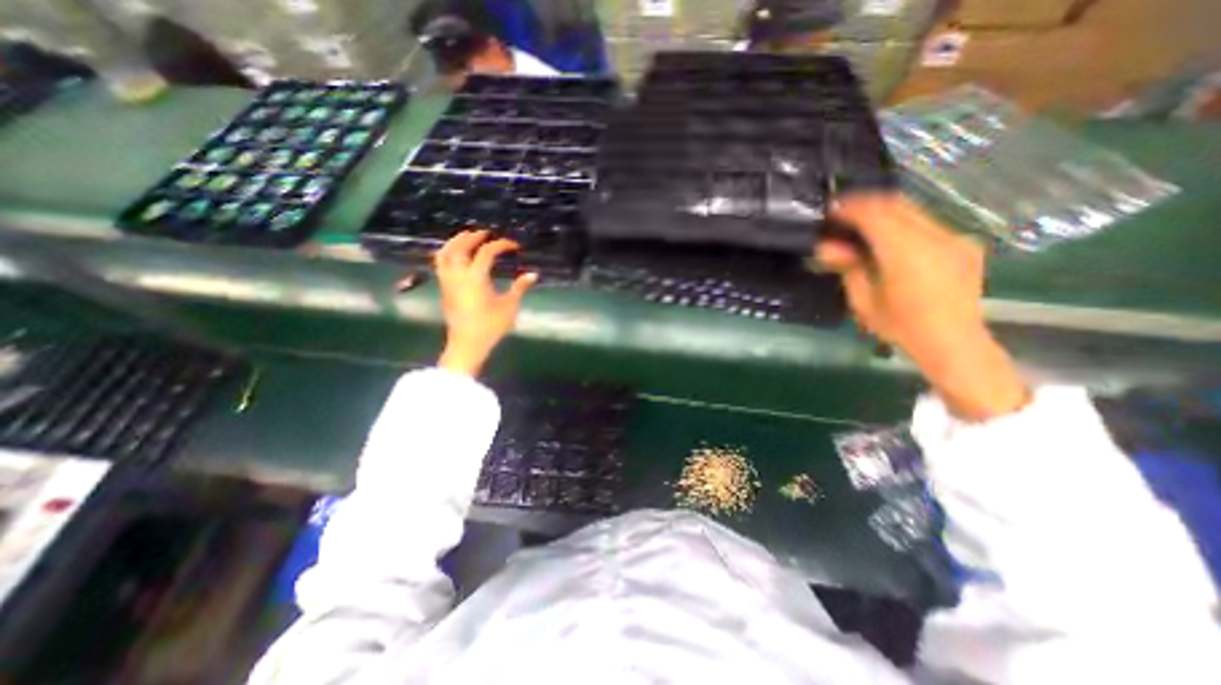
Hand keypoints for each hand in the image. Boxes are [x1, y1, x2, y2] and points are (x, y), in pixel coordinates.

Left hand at [434, 233, 537, 376]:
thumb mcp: (509, 307)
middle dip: (472, 237)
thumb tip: (533, 274)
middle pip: (459, 247)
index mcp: (475, 278)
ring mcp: (448, 282)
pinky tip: (456, 255)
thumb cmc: (490, 326)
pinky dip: (448, 253)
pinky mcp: (444, 289)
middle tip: (485, 233)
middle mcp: (458, 275)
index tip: (514, 246)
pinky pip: (441, 263)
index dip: (501, 245)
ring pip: (445, 254)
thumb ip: (520, 288)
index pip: (486, 252)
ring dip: (455, 242)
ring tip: (466, 237)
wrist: (467, 344)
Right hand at [818, 193, 1026, 416]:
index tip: (831, 209)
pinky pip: (926, 223)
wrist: (954, 342)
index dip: (851, 207)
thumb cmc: (901, 327)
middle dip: (866, 204)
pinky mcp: (963, 244)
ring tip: (861, 224)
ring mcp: (955, 238)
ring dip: (884, 212)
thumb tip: (828, 246)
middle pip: (897, 205)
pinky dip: (901, 223)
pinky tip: (889, 239)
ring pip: (913, 211)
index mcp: (907, 254)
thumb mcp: (863, 301)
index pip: (876, 215)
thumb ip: (848, 267)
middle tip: (842, 212)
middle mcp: (936, 238)